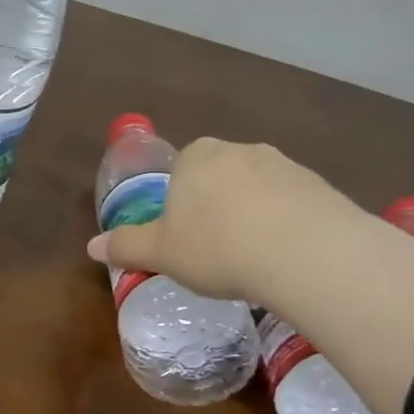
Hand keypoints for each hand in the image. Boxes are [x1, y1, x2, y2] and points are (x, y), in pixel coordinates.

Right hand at [85, 139, 368, 307]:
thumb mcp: (161, 252)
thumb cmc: (216, 246)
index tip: (185, 241)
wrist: (306, 252)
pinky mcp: (322, 187)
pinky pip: (294, 208)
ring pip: (259, 193)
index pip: (180, 174)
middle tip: (216, 253)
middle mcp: (240, 150)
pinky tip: (286, 261)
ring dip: (253, 218)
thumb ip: (126, 246)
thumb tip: (91, 247)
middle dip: (217, 210)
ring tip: (253, 262)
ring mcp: (286, 166)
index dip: (179, 208)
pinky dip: (287, 228)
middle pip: (219, 180)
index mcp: (196, 156)